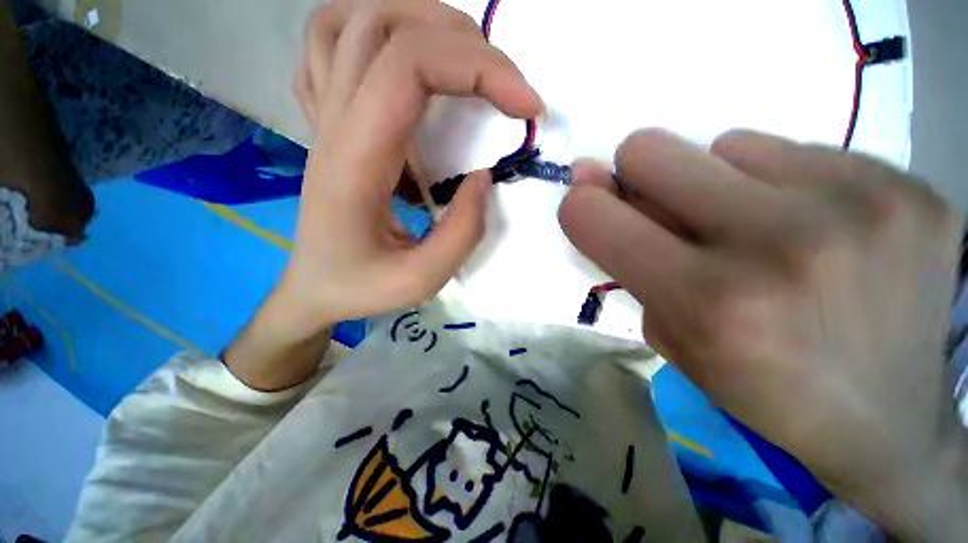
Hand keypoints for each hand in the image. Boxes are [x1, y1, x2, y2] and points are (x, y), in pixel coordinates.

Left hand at [281, 0, 541, 334]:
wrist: (313, 289)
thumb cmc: (360, 288)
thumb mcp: (420, 280)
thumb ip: (461, 233)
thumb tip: (483, 178)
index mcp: (354, 162)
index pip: (410, 69)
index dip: (480, 71)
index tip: (527, 106)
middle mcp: (333, 124)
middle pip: (385, 26)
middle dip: (463, 41)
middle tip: (506, 83)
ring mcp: (322, 116)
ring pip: (352, 19)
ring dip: (418, 20)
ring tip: (464, 56)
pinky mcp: (325, 121)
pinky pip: (330, 44)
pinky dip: (373, 31)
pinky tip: (404, 60)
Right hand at [560, 129, 967, 539]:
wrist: (890, 421)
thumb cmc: (760, 385)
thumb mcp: (669, 332)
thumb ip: (625, 255)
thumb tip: (590, 186)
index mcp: (708, 302)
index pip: (594, 216)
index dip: (582, 206)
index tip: (593, 208)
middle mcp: (779, 244)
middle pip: (649, 149)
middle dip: (641, 175)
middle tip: (676, 210)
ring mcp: (860, 203)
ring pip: (725, 143)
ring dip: (723, 184)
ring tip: (765, 232)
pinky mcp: (908, 186)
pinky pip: (797, 150)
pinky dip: (785, 184)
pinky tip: (822, 229)